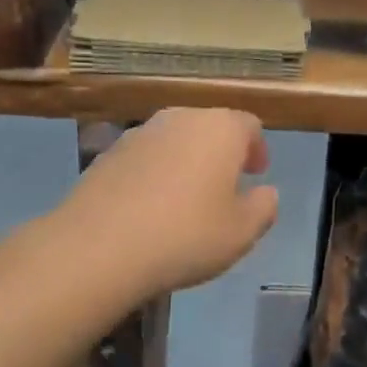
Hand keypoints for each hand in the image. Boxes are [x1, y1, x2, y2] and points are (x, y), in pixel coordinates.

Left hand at [61, 108, 278, 296]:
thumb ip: (263, 207)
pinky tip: (149, 209)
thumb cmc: (185, 236)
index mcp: (220, 129)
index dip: (257, 148)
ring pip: (174, 140)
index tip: (256, 174)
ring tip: (186, 200)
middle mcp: (180, 118)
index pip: (248, 125)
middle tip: (225, 186)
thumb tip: (266, 192)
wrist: (99, 247)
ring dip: (185, 162)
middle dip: (221, 153)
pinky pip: (144, 158)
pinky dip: (154, 174)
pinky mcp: (107, 154)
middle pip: (209, 127)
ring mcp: (139, 134)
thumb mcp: (242, 232)